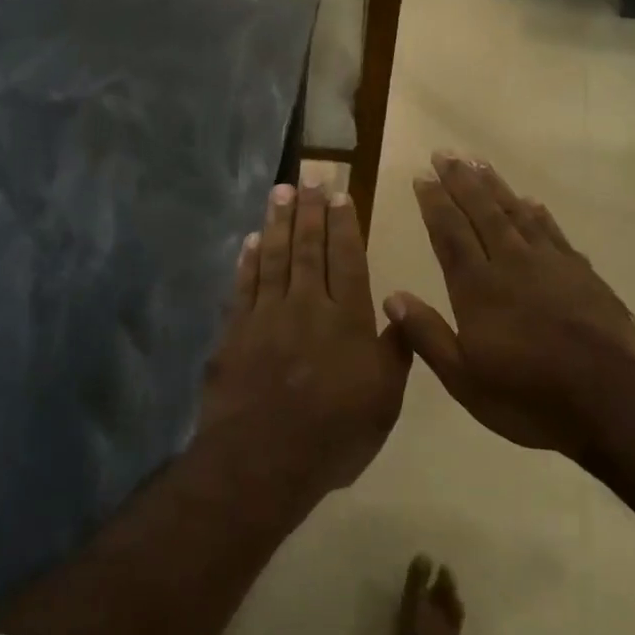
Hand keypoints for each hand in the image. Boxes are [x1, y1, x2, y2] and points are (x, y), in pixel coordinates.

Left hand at [197, 183, 412, 512]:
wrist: (263, 459)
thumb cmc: (334, 434)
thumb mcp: (385, 401)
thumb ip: (395, 352)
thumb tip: (400, 309)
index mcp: (348, 319)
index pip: (348, 260)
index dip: (345, 225)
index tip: (341, 194)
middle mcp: (307, 306)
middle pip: (309, 248)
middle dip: (310, 209)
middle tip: (310, 174)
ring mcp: (266, 316)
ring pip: (275, 257)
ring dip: (278, 222)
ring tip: (281, 190)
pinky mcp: (235, 332)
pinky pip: (243, 285)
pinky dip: (248, 260)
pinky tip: (251, 239)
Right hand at [384, 153, 634, 459]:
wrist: (609, 400)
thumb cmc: (527, 396)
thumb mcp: (464, 379)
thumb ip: (427, 335)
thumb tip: (392, 296)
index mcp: (477, 288)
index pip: (450, 234)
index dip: (434, 203)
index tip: (423, 176)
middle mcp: (511, 264)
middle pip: (482, 212)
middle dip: (461, 181)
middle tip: (445, 153)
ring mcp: (551, 265)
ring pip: (517, 214)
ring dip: (496, 187)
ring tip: (479, 163)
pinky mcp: (582, 274)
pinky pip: (553, 232)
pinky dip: (538, 214)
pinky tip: (531, 203)